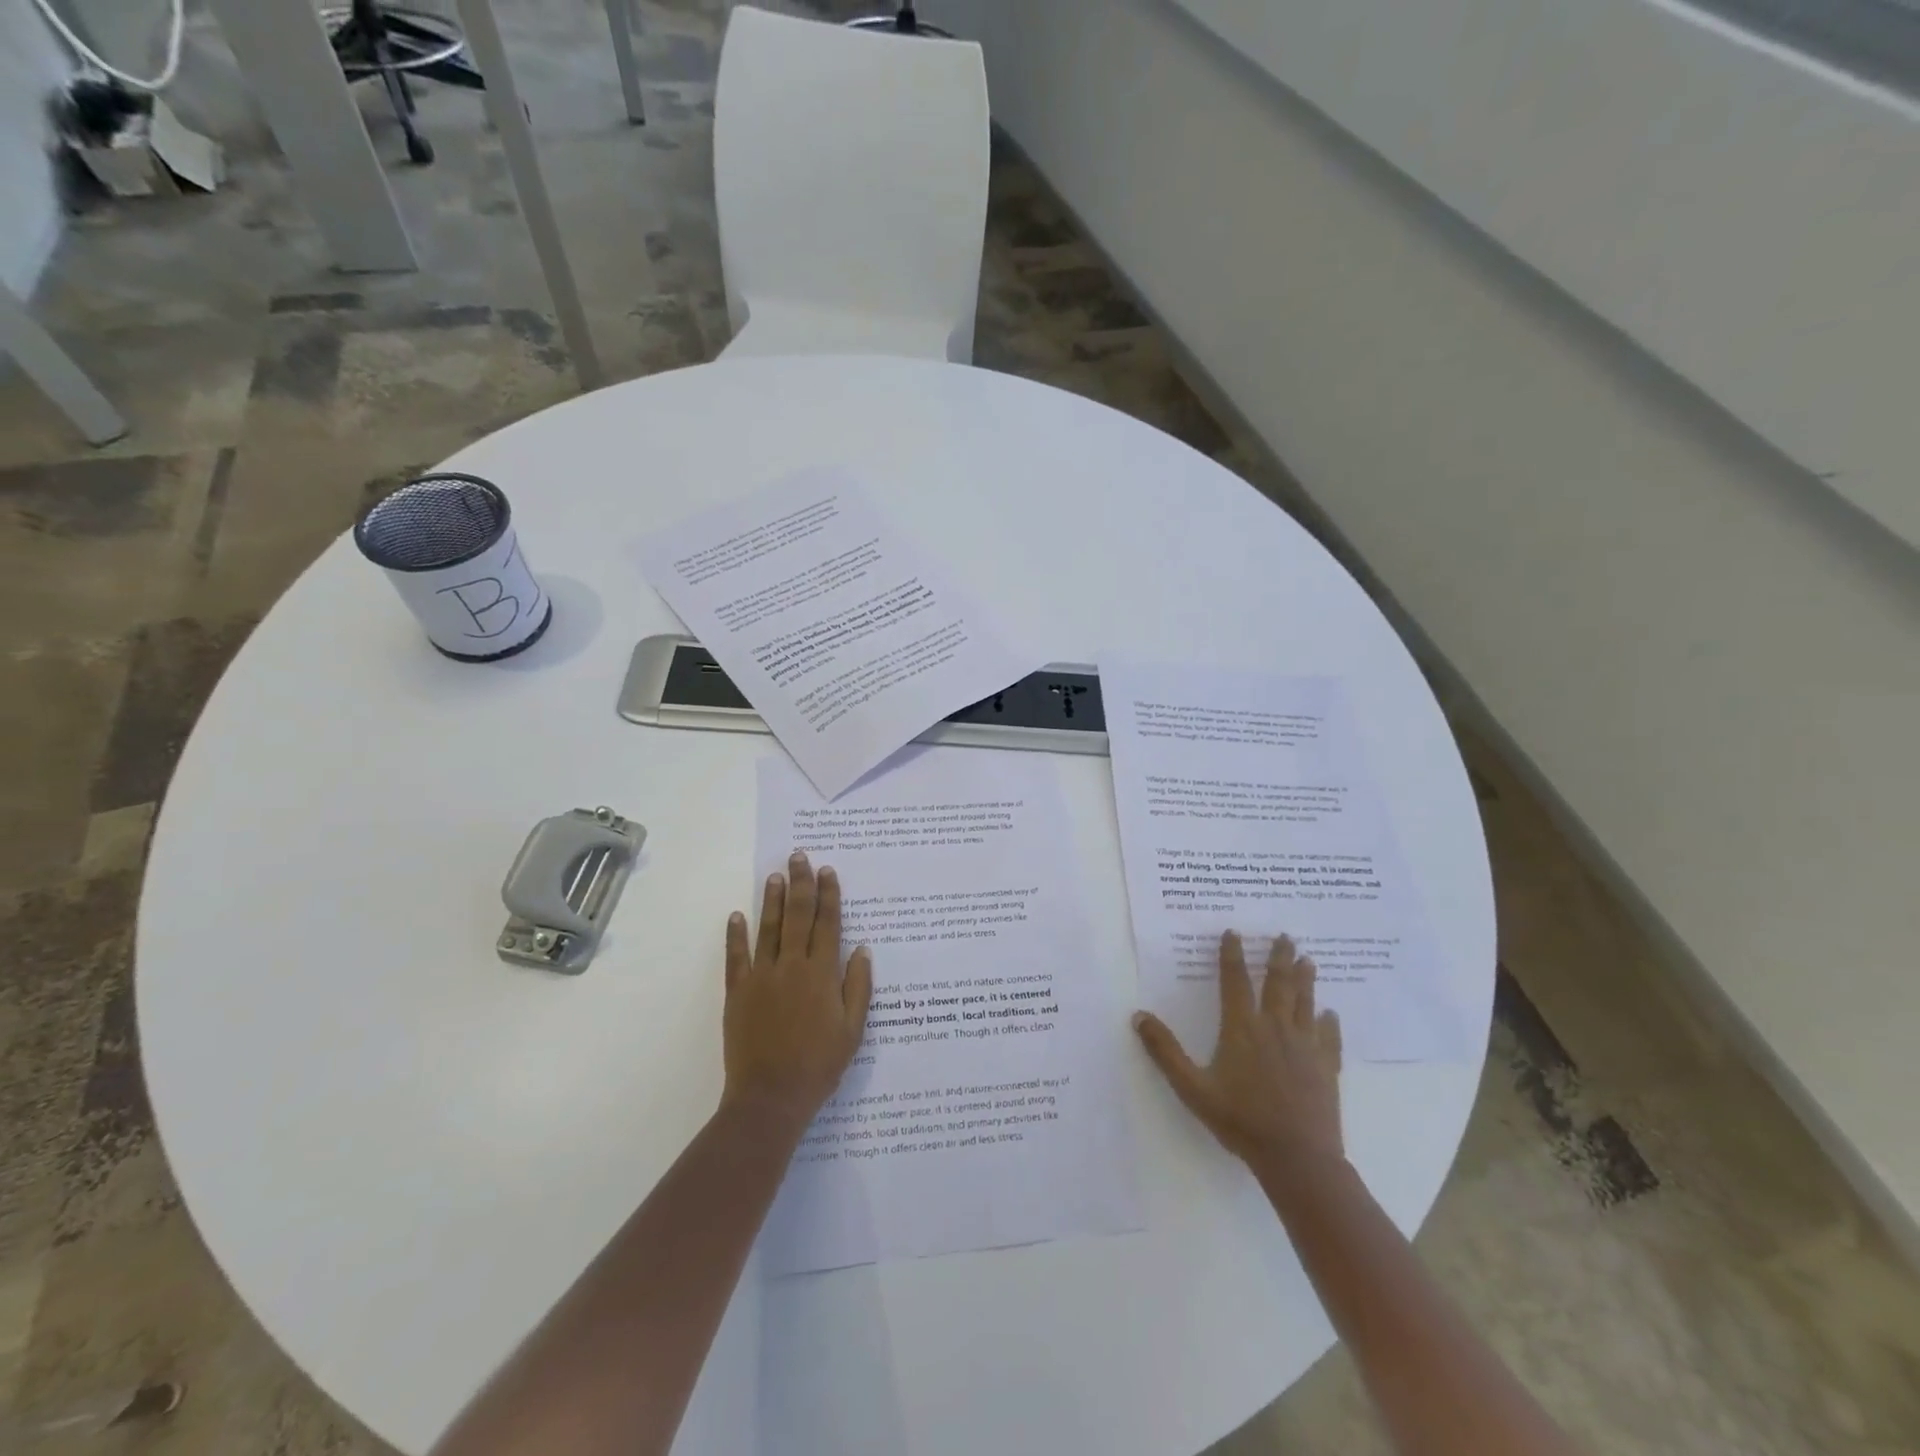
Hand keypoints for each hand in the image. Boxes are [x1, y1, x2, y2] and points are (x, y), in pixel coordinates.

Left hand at [721, 852, 872, 1136]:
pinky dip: (736, 935)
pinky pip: (736, 957)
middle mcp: (792, 966)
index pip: (828, 924)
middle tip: (799, 856)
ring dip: (771, 899)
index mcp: (822, 973)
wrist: (771, 1096)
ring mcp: (761, 977)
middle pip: (797, 916)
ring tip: (774, 875)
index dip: (829, 895)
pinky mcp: (738, 992)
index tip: (827, 870)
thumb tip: (863, 948)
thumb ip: (858, 986)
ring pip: (768, 928)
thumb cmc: (819, 1065)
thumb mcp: (853, 1029)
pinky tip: (736, 915)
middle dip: (800, 884)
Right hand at [1133, 931, 1344, 1172]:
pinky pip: (1329, 1037)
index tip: (1234, 933)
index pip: (1235, 981)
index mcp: (1242, 1028)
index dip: (1232, 955)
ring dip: (1305, 979)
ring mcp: (1305, 1046)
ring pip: (1305, 1002)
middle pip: (1278, 984)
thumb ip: (1165, 1051)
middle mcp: (1275, 1027)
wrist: (1297, 1157)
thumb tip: (1139, 1016)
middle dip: (1279, 957)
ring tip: (1308, 960)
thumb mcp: (1192, 1087)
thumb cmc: (1240, 1120)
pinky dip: (1329, 1022)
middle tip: (1285, 936)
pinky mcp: (1326, 1067)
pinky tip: (1330, 1014)